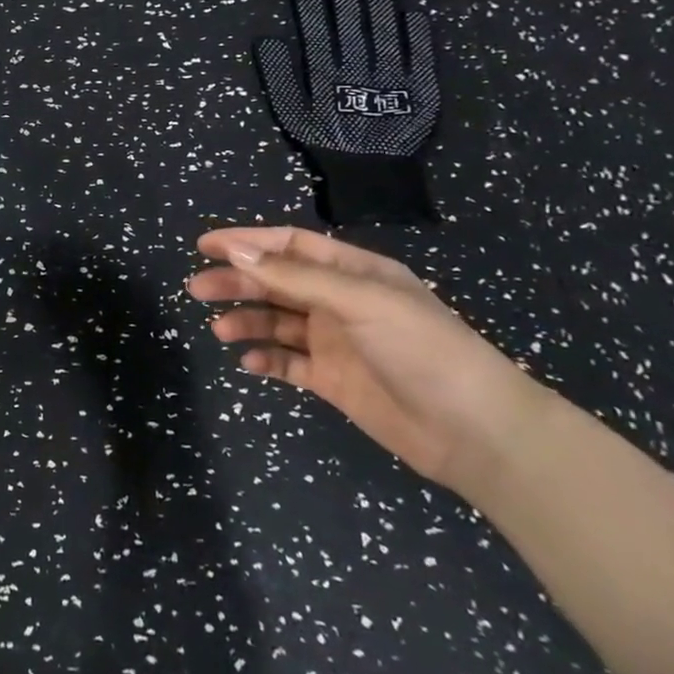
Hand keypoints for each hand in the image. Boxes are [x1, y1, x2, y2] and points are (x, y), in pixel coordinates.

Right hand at [187, 226, 551, 494]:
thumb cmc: (422, 349)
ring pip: (277, 322)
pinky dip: (266, 360)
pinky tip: (248, 362)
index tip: (205, 245)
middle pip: (276, 282)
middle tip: (197, 288)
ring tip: (220, 329)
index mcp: (353, 272)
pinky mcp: (333, 381)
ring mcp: (336, 342)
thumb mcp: (359, 301)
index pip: (290, 246)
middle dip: (237, 282)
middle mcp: (340, 302)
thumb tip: (236, 250)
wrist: (476, 432)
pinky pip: (288, 363)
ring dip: (247, 322)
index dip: (247, 241)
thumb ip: (295, 277)